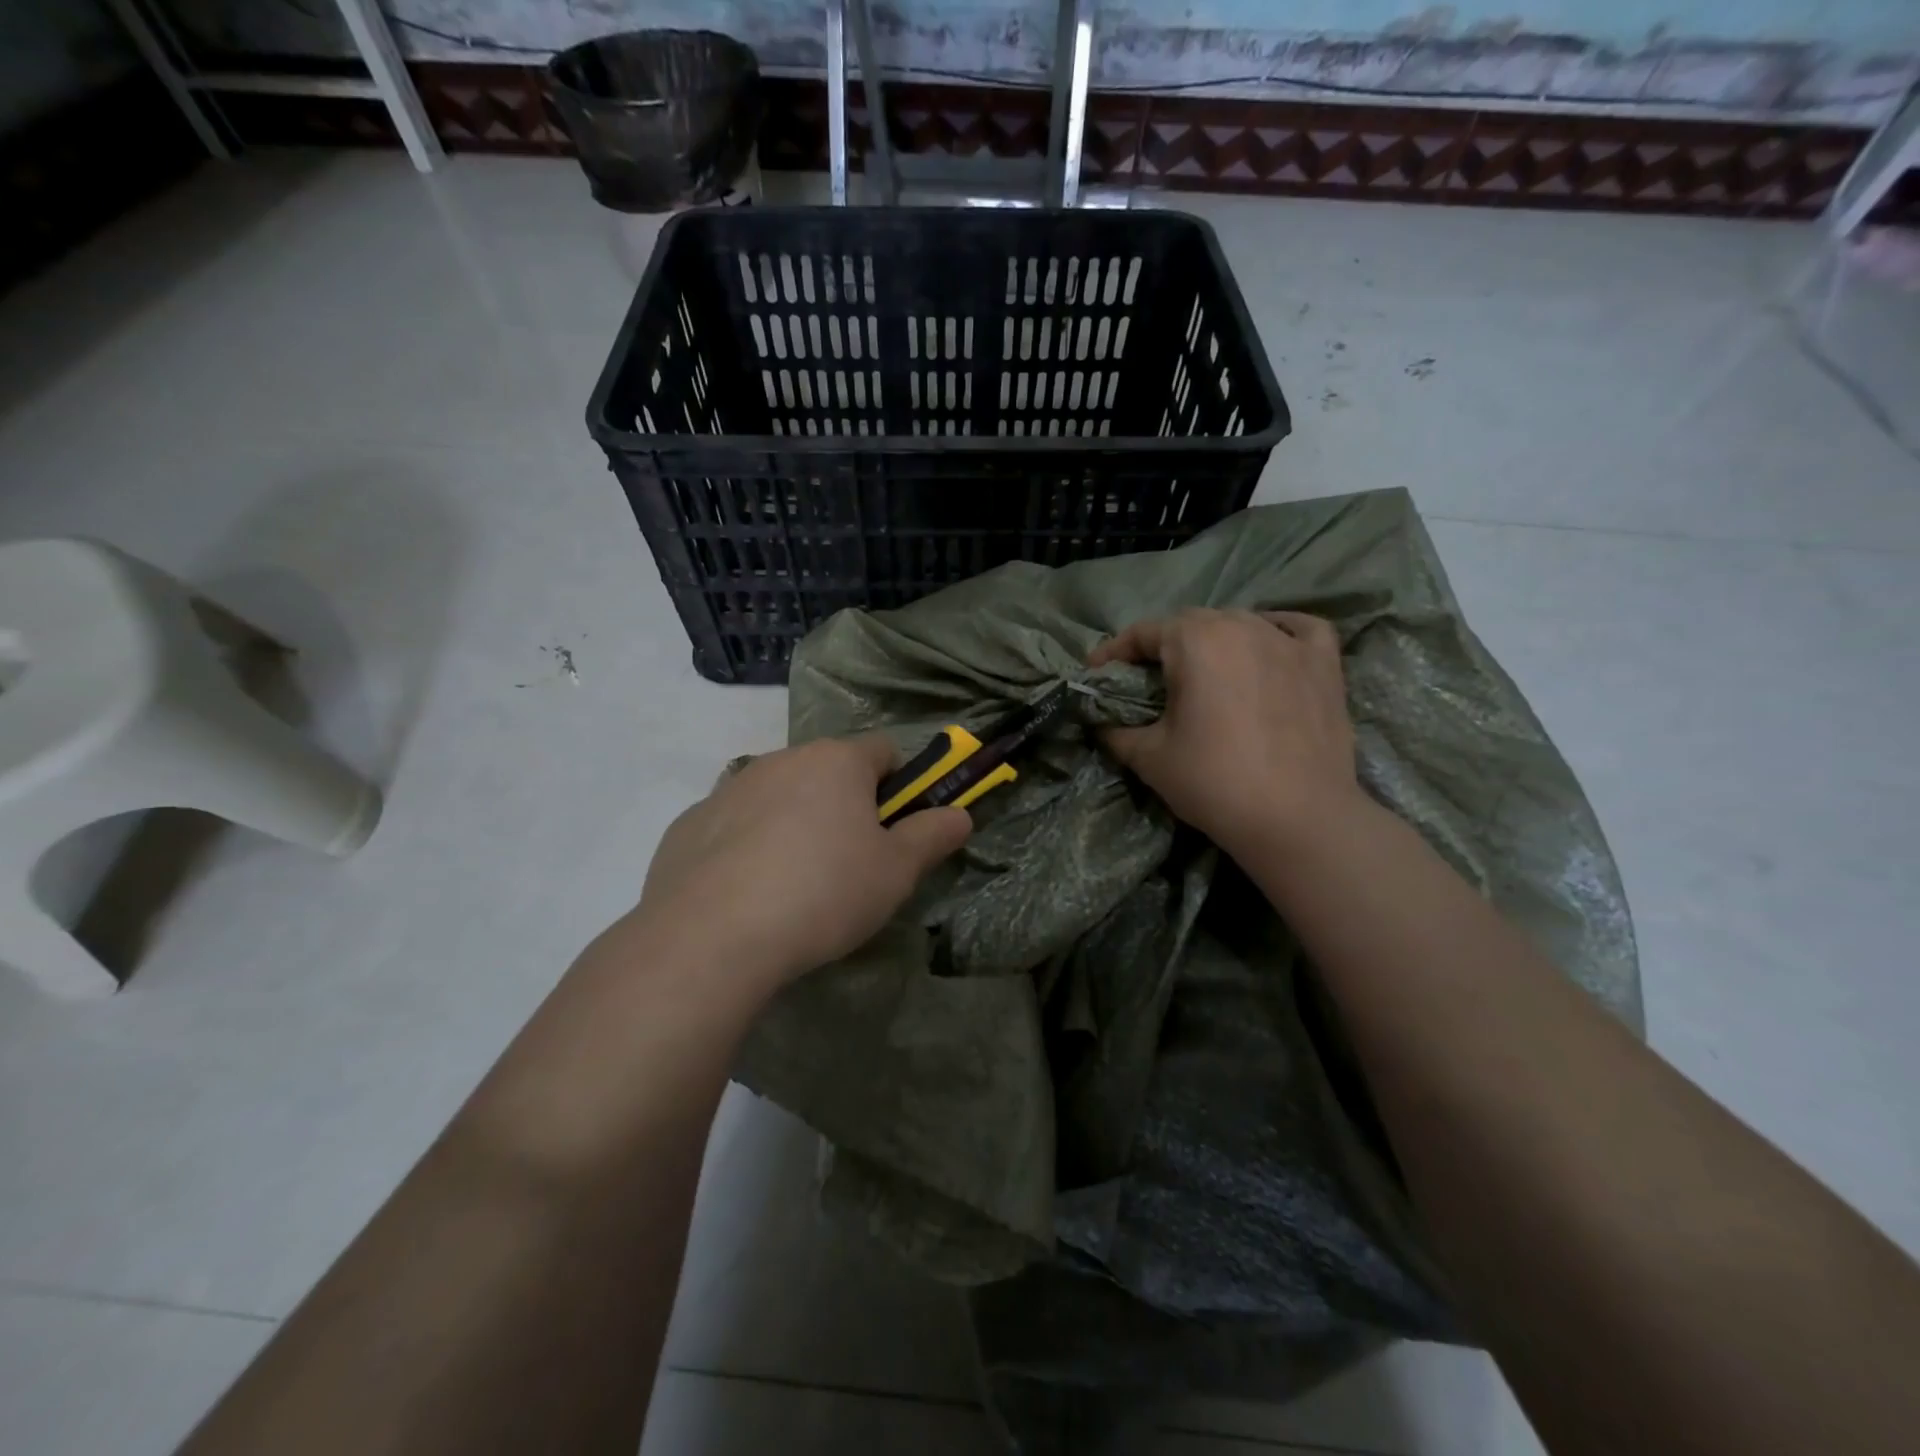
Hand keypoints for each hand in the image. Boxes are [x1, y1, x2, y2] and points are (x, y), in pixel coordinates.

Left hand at [636, 735, 970, 988]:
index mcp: (836, 761)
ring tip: (794, 886)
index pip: (884, 751)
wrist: (712, 936)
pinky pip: (734, 825)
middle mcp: (781, 760)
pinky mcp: (689, 823)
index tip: (895, 830)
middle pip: (828, 772)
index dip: (899, 786)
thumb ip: (932, 836)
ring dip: (794, 823)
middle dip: (845, 806)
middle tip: (849, 864)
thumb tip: (960, 814)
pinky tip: (746, 895)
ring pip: (779, 796)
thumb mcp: (896, 872)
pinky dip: (747, 846)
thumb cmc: (824, 893)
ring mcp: (729, 788)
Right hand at [1088, 609, 1361, 856]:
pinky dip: (1279, 631)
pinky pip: (1299, 629)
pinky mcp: (1324, 663)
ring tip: (1203, 669)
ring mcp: (1288, 641)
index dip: (1114, 652)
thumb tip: (1102, 723)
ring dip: (1214, 639)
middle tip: (1147, 678)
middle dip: (1163, 645)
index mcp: (1194, 641)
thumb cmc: (1214, 782)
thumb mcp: (1149, 758)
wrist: (1297, 819)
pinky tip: (1270, 646)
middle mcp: (1241, 626)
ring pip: (1240, 622)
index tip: (1096, 672)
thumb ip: (1116, 731)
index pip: (1143, 633)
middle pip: (1191, 623)